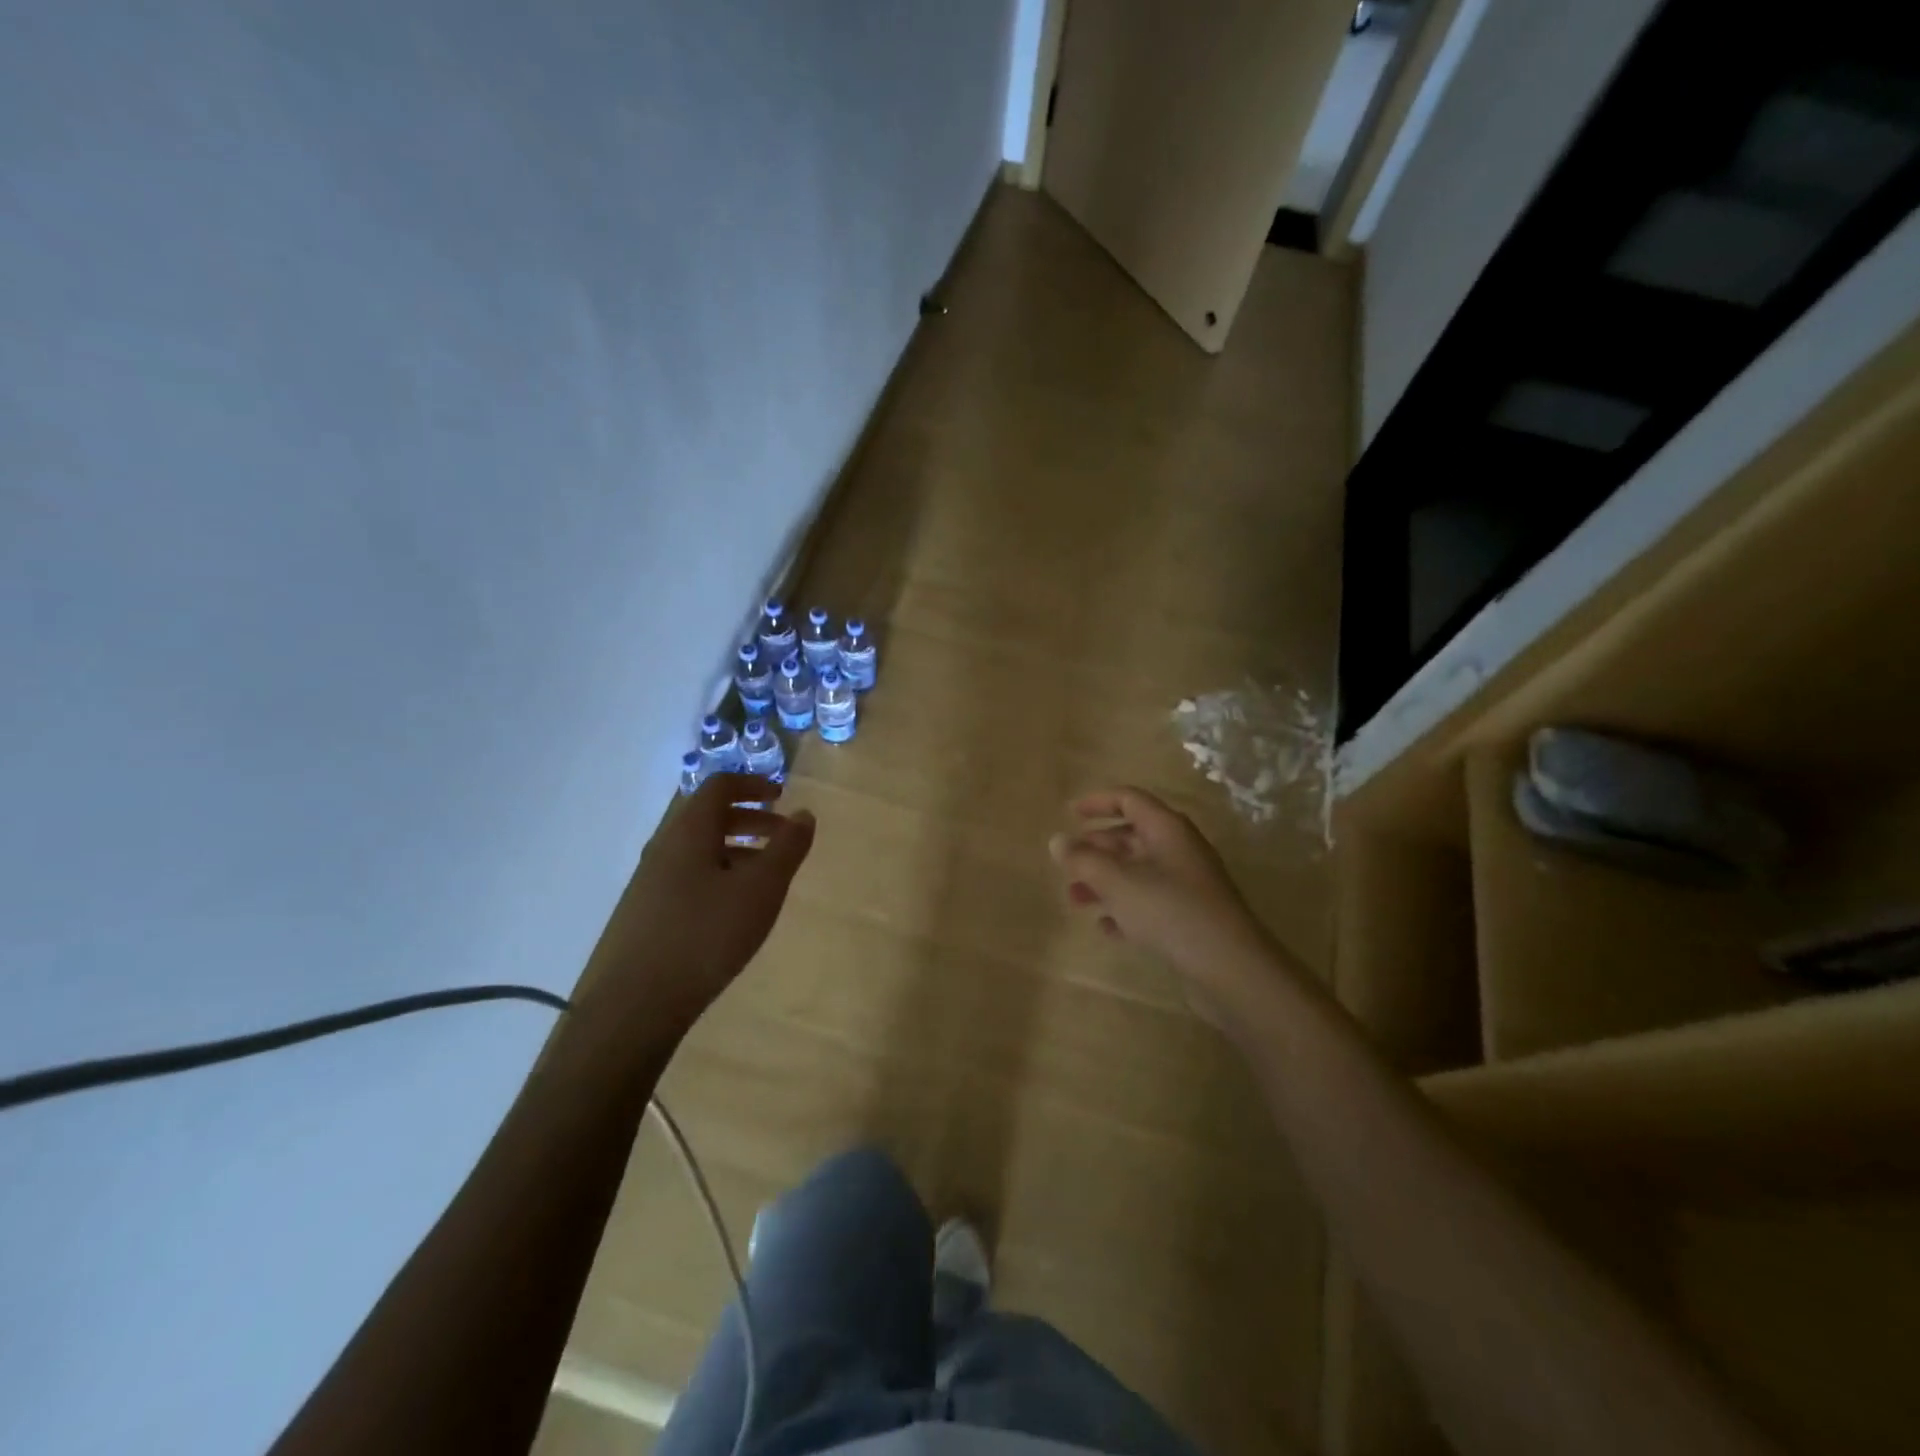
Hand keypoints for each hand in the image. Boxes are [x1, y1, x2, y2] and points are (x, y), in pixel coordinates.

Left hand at [577, 773, 814, 1037]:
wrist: (638, 1003)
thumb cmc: (707, 934)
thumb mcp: (761, 888)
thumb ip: (787, 847)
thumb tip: (804, 814)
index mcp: (689, 831)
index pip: (720, 786)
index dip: (754, 784)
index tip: (782, 796)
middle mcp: (665, 847)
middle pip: (710, 816)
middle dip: (751, 819)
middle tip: (784, 836)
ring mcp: (652, 881)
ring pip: (700, 849)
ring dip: (737, 849)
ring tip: (767, 875)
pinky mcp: (648, 911)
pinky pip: (689, 875)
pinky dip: (720, 874)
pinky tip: (735, 909)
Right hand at [1049, 787, 1268, 993]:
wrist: (1230, 966)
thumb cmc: (1170, 910)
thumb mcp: (1117, 882)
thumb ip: (1083, 860)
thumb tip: (1058, 841)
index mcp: (1167, 829)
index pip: (1129, 799)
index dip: (1098, 802)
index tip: (1069, 813)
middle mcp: (1179, 849)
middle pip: (1131, 836)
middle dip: (1096, 849)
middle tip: (1067, 864)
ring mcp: (1187, 883)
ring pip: (1137, 871)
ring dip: (1105, 881)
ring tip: (1075, 899)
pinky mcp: (1190, 915)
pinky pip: (1150, 902)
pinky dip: (1125, 908)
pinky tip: (1106, 927)